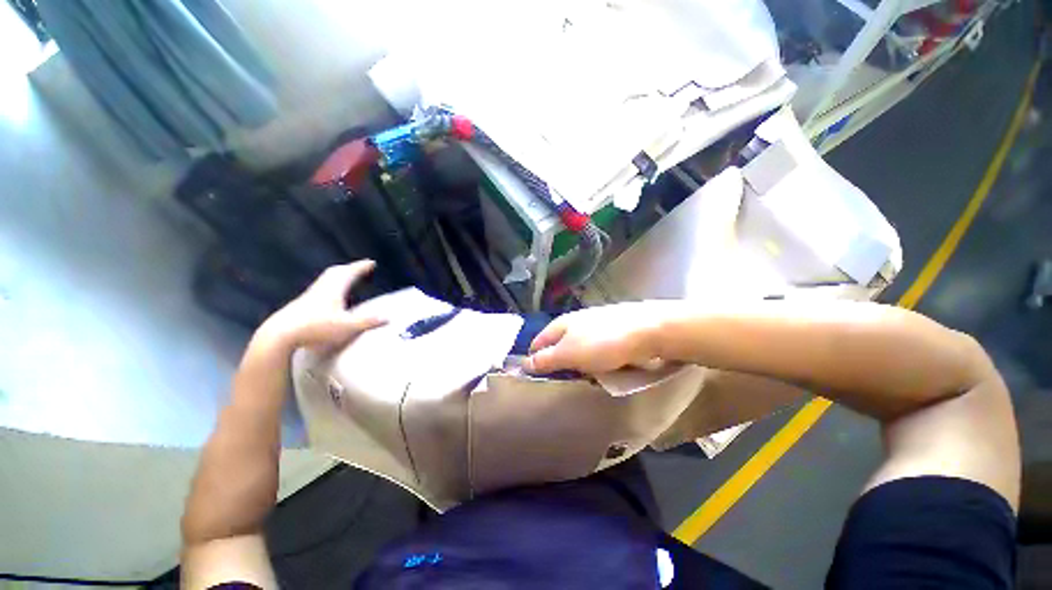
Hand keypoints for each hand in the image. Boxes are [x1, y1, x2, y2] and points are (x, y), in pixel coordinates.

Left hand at [254, 261, 386, 353]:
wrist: (280, 335)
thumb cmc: (317, 328)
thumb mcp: (347, 326)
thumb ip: (368, 321)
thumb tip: (388, 317)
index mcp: (334, 289)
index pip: (349, 273)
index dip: (361, 267)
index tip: (371, 262)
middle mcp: (321, 288)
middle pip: (335, 272)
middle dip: (349, 268)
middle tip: (359, 268)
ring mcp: (309, 296)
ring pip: (326, 280)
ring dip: (338, 276)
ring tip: (347, 279)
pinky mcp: (301, 305)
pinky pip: (320, 289)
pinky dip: (330, 286)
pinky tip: (330, 297)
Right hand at [524, 301, 679, 373]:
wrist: (647, 332)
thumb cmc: (603, 343)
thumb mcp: (569, 354)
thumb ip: (547, 359)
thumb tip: (525, 363)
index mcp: (562, 324)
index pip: (539, 341)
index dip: (534, 358)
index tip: (535, 377)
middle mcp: (576, 321)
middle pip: (559, 344)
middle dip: (560, 363)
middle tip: (564, 380)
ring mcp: (596, 325)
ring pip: (579, 348)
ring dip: (580, 363)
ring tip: (586, 377)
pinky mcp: (613, 332)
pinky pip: (598, 349)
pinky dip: (597, 360)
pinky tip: (605, 368)